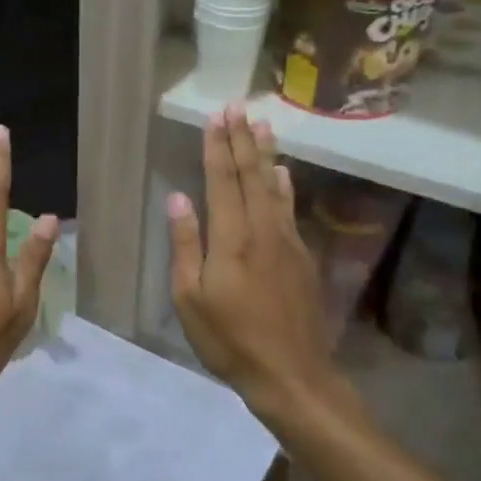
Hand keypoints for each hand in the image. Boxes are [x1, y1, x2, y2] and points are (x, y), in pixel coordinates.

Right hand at [168, 108, 346, 430]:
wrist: (292, 374)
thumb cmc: (229, 339)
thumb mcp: (190, 297)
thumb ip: (186, 244)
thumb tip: (179, 198)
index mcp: (231, 238)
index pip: (223, 180)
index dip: (218, 147)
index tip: (216, 117)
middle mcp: (262, 229)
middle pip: (251, 174)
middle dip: (242, 139)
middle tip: (238, 106)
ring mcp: (287, 241)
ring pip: (274, 186)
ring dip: (266, 153)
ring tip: (262, 123)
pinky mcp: (301, 257)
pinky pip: (289, 208)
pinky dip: (284, 185)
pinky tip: (282, 173)